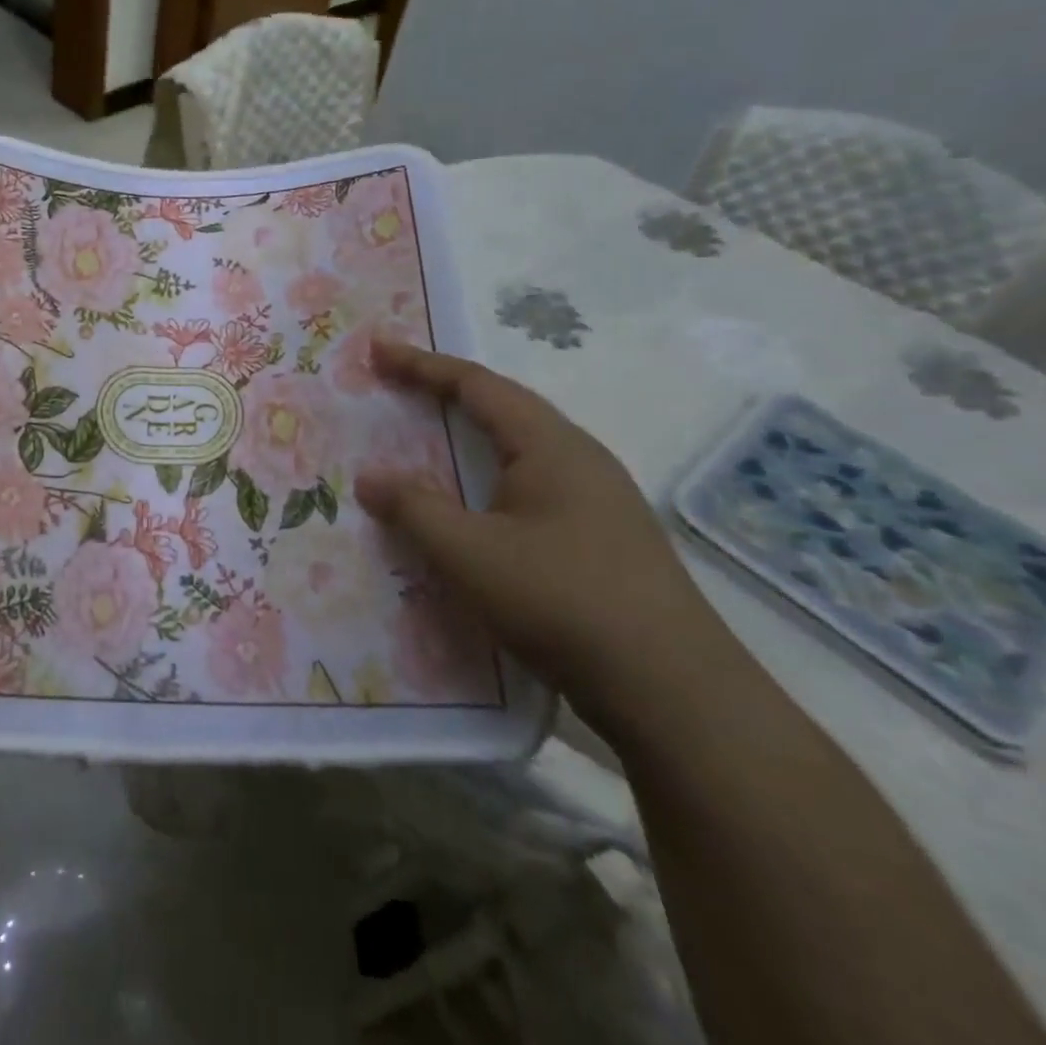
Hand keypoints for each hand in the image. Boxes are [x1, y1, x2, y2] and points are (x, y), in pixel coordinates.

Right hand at [355, 337, 735, 732]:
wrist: (675, 694)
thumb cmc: (563, 601)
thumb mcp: (470, 553)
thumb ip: (414, 508)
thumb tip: (369, 477)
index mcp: (551, 446)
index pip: (477, 385)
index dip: (421, 365)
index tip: (376, 350)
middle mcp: (579, 459)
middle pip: (502, 408)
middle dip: (444, 393)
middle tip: (394, 388)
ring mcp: (597, 500)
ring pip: (518, 450)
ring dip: (468, 437)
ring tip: (425, 440)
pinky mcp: (601, 539)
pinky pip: (530, 486)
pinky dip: (486, 477)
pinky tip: (472, 508)